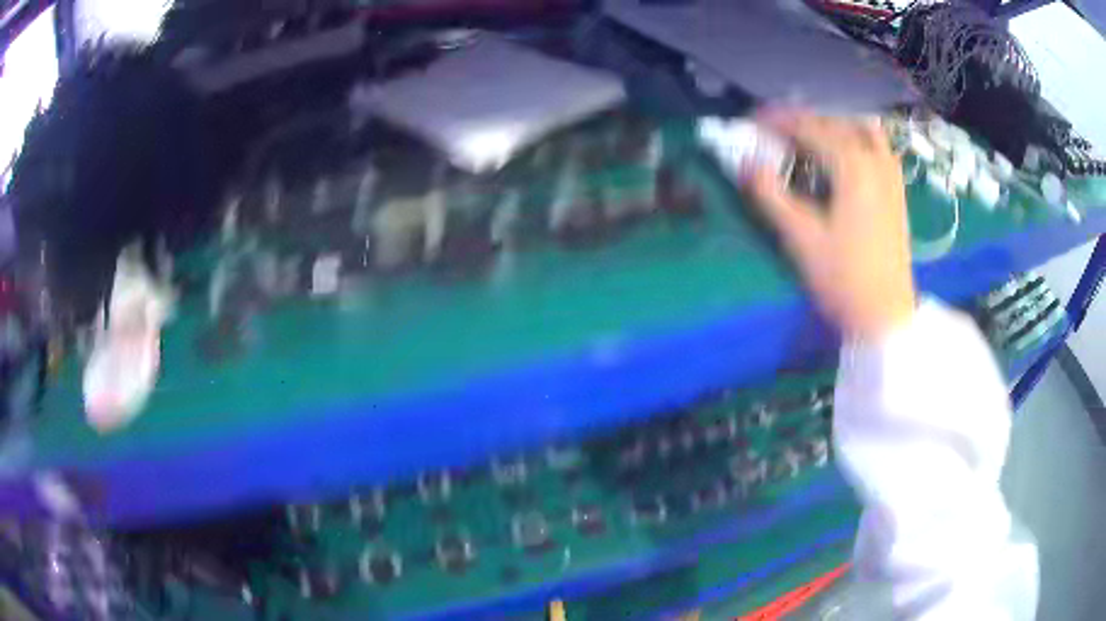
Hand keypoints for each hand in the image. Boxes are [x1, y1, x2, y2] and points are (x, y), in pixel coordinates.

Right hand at [744, 109, 915, 339]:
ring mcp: (890, 176)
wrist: (885, 314)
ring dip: (833, 125)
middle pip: (835, 124)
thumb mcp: (801, 239)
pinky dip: (858, 139)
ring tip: (811, 136)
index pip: (810, 128)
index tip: (752, 120)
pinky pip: (879, 147)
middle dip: (802, 119)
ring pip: (861, 130)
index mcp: (852, 167)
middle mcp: (874, 161)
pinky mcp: (897, 192)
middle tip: (774, 129)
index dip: (778, 120)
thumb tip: (746, 164)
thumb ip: (771, 196)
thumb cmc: (843, 279)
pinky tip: (847, 153)